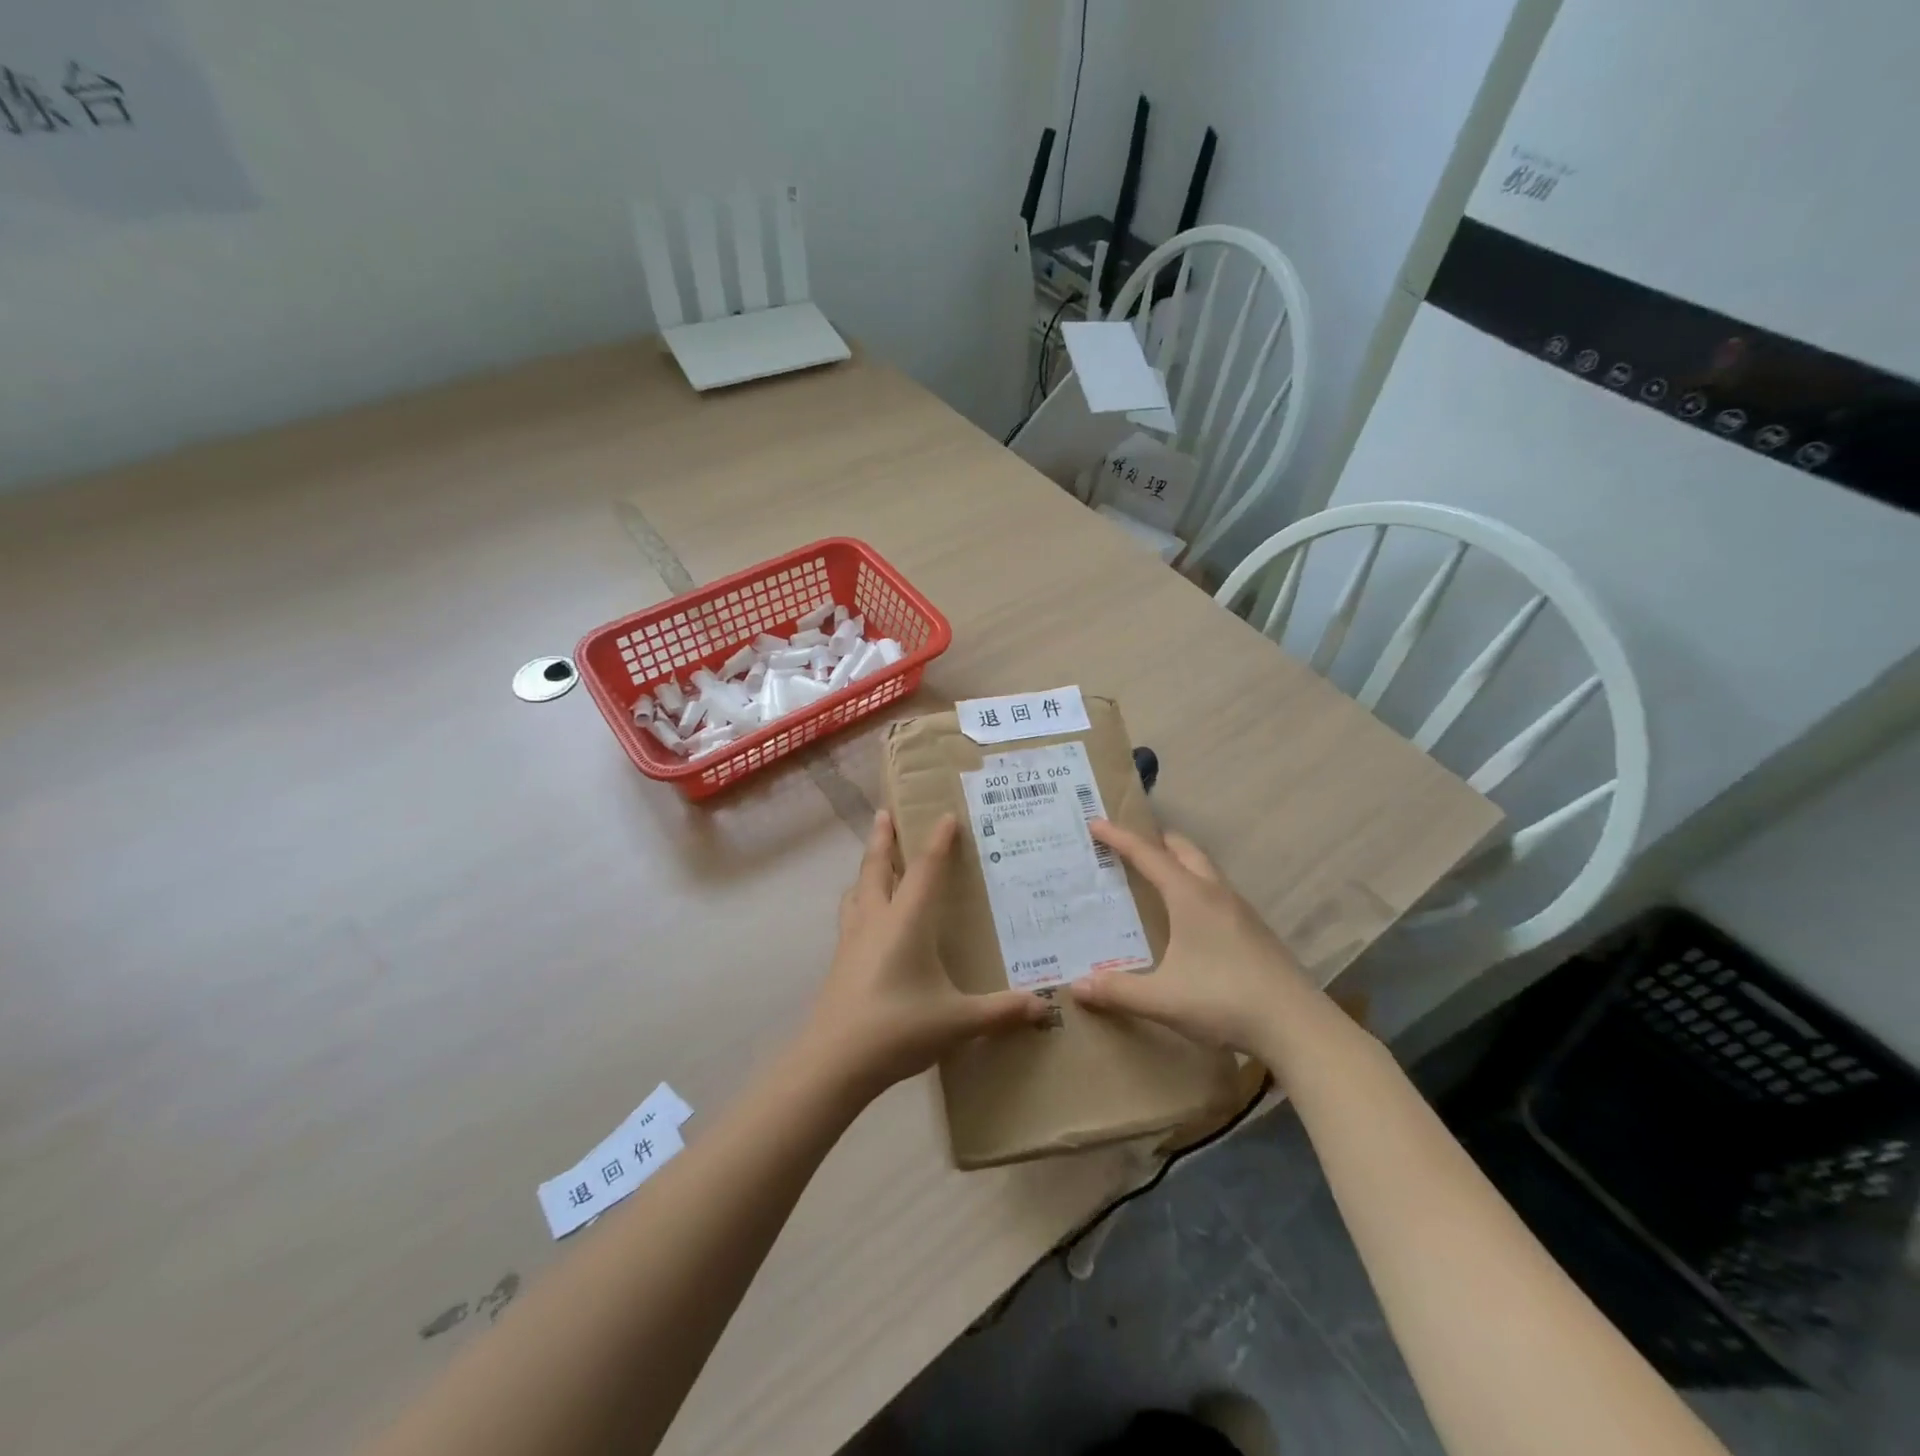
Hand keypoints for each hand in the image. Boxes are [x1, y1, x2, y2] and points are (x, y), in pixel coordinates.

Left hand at [803, 810, 1046, 1097]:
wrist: (834, 1062)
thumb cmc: (899, 1028)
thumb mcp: (958, 1021)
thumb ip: (1001, 1011)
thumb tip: (1043, 1006)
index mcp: (906, 921)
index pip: (925, 870)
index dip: (937, 841)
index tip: (944, 815)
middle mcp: (876, 919)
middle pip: (877, 867)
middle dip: (883, 838)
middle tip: (885, 813)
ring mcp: (852, 939)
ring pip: (857, 889)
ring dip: (866, 868)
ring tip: (873, 860)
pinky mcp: (840, 961)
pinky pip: (850, 915)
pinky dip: (859, 899)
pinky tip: (866, 917)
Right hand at [1070, 818, 1318, 1057]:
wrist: (1298, 1027)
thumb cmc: (1224, 1000)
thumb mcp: (1162, 999)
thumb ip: (1117, 991)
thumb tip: (1076, 986)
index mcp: (1190, 897)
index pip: (1147, 855)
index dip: (1119, 838)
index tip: (1095, 822)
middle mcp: (1216, 893)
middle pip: (1183, 850)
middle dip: (1154, 841)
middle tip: (1127, 847)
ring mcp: (1241, 911)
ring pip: (1205, 870)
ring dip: (1178, 863)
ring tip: (1154, 879)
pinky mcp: (1255, 931)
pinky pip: (1217, 893)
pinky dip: (1194, 888)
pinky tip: (1188, 920)